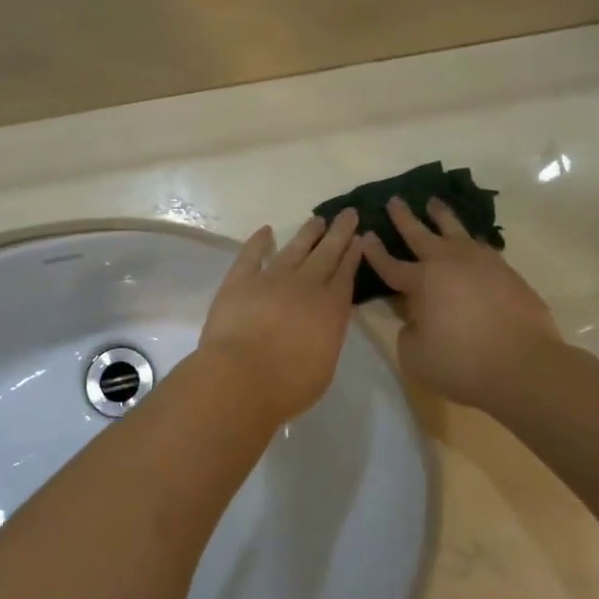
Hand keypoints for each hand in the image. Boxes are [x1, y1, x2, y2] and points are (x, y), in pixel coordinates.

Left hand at [200, 210, 362, 425]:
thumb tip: (324, 321)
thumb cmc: (288, 385)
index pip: (346, 274)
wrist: (241, 378)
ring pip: (295, 248)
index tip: (359, 238)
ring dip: (308, 233)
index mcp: (330, 308)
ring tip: (318, 219)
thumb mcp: (325, 365)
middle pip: (326, 253)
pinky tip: (266, 231)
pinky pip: (252, 254)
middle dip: (339, 233)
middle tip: (348, 213)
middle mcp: (305, 286)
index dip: (353, 255)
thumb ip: (328, 336)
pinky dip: (259, 241)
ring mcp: (271, 279)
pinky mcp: (240, 280)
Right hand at [361, 197, 561, 409]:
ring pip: (456, 230)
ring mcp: (482, 264)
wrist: (525, 365)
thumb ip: (408, 332)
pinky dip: (471, 239)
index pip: (391, 265)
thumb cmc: (463, 363)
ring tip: (434, 203)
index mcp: (423, 281)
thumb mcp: (415, 356)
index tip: (365, 234)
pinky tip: (471, 240)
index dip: (375, 252)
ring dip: (441, 216)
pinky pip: (482, 247)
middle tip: (395, 200)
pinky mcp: (507, 273)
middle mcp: (450, 263)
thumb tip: (415, 319)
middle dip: (404, 218)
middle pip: (421, 235)